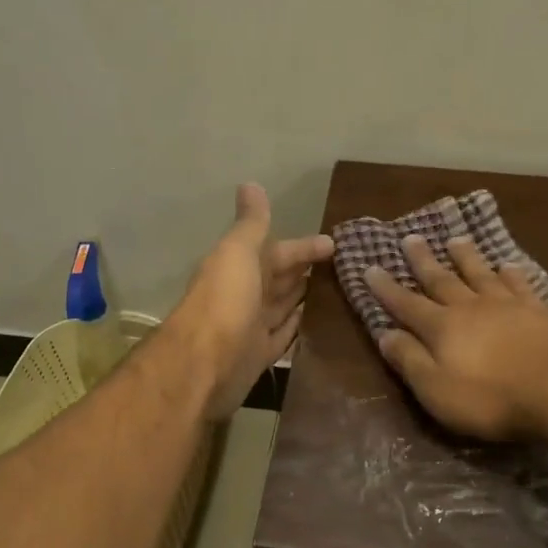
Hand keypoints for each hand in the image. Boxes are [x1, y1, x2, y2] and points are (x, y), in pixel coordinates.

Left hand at [170, 183, 334, 419]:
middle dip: (305, 270)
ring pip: (283, 306)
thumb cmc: (224, 301)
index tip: (335, 243)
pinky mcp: (259, 355)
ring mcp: (252, 326)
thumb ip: (250, 224)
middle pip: (280, 278)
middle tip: (344, 266)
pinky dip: (298, 327)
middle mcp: (245, 294)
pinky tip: (318, 322)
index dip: (304, 247)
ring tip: (338, 289)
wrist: (204, 364)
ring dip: (304, 297)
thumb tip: (251, 184)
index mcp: (239, 267)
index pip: (278, 251)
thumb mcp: (238, 253)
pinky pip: (283, 336)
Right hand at [368, 235, 547, 440]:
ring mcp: (506, 305)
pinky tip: (507, 265)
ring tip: (455, 240)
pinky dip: (510, 272)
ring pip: (479, 273)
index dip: (386, 288)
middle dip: (422, 260)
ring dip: (465, 257)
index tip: (370, 268)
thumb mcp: (436, 389)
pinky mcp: (538, 311)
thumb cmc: (490, 398)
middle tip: (410, 238)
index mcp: (441, 328)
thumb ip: (409, 360)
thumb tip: (384, 334)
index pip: (406, 304)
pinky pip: (519, 284)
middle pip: (441, 279)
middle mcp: (470, 307)